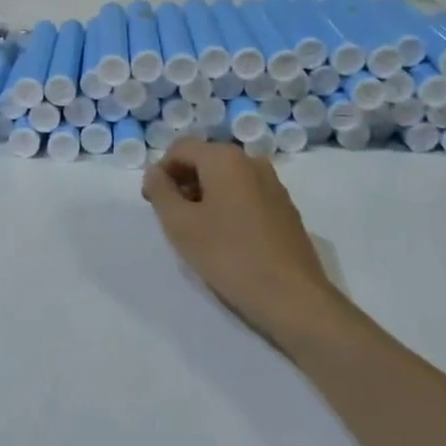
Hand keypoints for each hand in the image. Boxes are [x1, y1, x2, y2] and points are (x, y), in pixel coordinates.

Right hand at [142, 137, 358, 355]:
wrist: (292, 297)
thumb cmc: (229, 256)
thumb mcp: (180, 224)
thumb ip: (160, 191)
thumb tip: (155, 172)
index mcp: (225, 158)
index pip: (181, 149)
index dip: (160, 172)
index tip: (153, 203)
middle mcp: (252, 161)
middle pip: (205, 160)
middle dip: (183, 183)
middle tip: (173, 219)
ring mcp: (273, 184)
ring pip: (227, 178)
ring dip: (205, 196)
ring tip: (199, 232)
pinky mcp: (285, 208)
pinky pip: (246, 194)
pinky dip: (228, 206)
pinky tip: (227, 239)